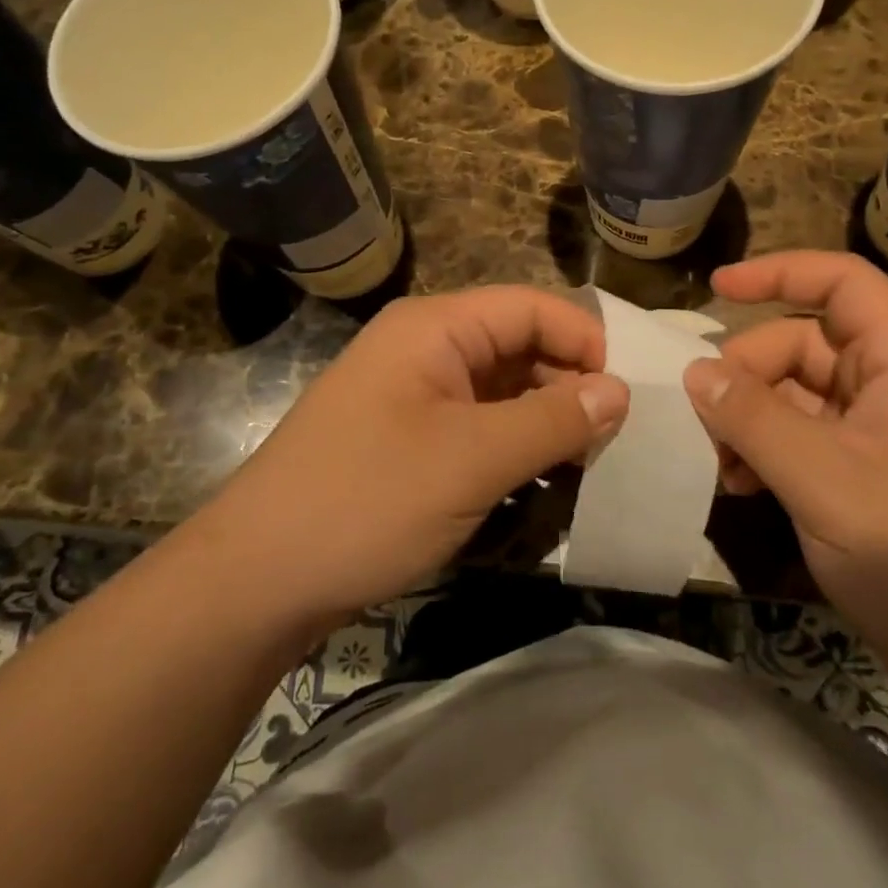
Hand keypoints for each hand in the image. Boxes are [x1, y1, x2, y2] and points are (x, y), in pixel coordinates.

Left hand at [213, 287, 628, 628]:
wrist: (257, 580)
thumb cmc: (369, 500)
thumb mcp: (473, 459)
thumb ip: (553, 420)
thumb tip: (620, 392)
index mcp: (436, 328)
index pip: (532, 308)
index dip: (586, 340)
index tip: (631, 392)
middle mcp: (425, 348)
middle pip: (518, 346)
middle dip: (570, 385)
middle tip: (618, 437)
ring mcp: (414, 395)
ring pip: (501, 390)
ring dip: (545, 421)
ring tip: (591, 463)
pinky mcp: (408, 438)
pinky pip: (477, 426)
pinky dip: (514, 447)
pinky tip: (543, 482)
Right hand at [683, 251, 887, 638]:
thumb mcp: (825, 481)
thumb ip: (755, 419)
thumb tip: (695, 371)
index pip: (842, 282)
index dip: (779, 272)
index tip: (716, 287)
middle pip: (804, 343)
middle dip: (747, 373)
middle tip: (704, 419)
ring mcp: (879, 429)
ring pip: (795, 392)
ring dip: (749, 417)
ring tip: (719, 463)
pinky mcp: (865, 469)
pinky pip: (801, 434)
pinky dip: (764, 449)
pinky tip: (739, 484)